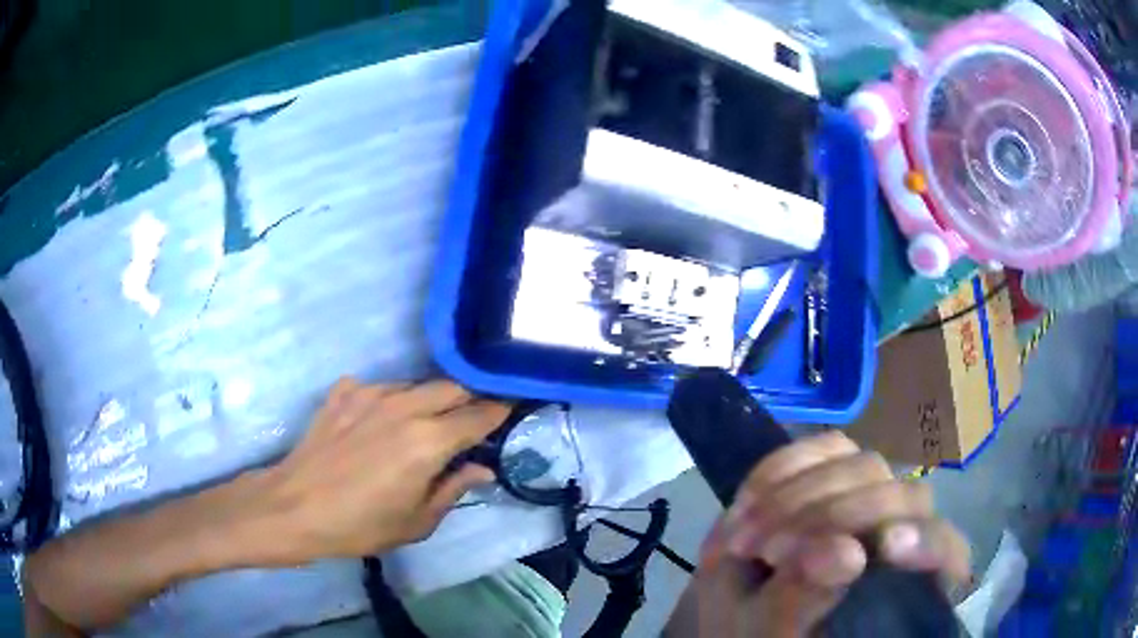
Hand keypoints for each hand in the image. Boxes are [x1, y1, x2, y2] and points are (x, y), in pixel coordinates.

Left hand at [258, 378, 508, 561]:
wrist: (295, 507)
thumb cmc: (360, 525)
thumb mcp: (417, 521)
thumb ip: (454, 488)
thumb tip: (483, 468)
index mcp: (428, 441)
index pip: (480, 414)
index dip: (501, 409)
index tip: (512, 408)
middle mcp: (404, 407)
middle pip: (453, 386)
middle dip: (471, 396)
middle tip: (476, 415)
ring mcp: (371, 393)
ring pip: (418, 383)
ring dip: (432, 398)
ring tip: (429, 420)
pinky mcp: (345, 392)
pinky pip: (382, 387)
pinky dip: (393, 400)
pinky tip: (382, 422)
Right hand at [686, 432, 968, 637]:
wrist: (735, 610)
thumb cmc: (758, 633)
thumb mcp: (770, 630)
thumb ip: (806, 599)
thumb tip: (846, 553)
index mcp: (904, 579)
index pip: (944, 547)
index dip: (926, 542)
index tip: (886, 549)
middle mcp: (901, 528)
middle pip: (898, 496)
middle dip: (828, 518)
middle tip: (766, 551)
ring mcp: (870, 493)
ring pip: (863, 465)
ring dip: (797, 496)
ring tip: (746, 536)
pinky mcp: (837, 471)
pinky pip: (822, 447)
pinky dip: (781, 469)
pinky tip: (747, 502)